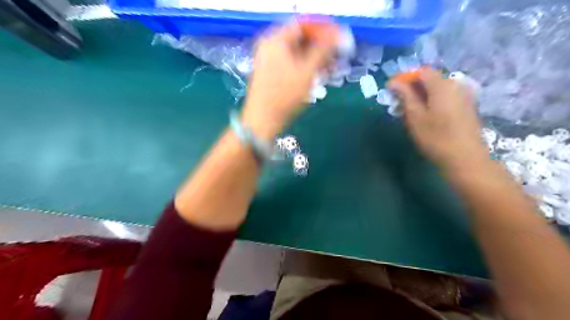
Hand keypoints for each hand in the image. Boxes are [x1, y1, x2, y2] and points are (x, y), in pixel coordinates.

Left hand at [240, 21, 337, 137]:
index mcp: (275, 40)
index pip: (303, 25)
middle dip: (320, 46)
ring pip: (295, 53)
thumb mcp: (307, 71)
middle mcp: (269, 46)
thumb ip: (323, 50)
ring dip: (314, 58)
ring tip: (330, 69)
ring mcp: (268, 60)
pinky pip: (290, 63)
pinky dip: (304, 67)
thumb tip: (338, 35)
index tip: (338, 39)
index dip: (322, 30)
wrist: (263, 119)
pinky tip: (316, 76)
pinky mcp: (269, 73)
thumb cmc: (285, 95)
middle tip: (336, 56)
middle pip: (299, 39)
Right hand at [390, 69, 487, 170]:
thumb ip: (404, 96)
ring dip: (420, 96)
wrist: (465, 159)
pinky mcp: (465, 106)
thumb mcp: (415, 117)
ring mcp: (463, 96)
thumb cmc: (435, 138)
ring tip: (408, 112)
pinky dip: (431, 101)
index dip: (404, 78)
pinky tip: (424, 116)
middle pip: (429, 79)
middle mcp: (455, 85)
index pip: (420, 72)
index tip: (391, 91)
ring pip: (436, 89)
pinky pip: (444, 97)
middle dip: (411, 88)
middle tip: (397, 104)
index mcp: (442, 85)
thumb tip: (393, 82)